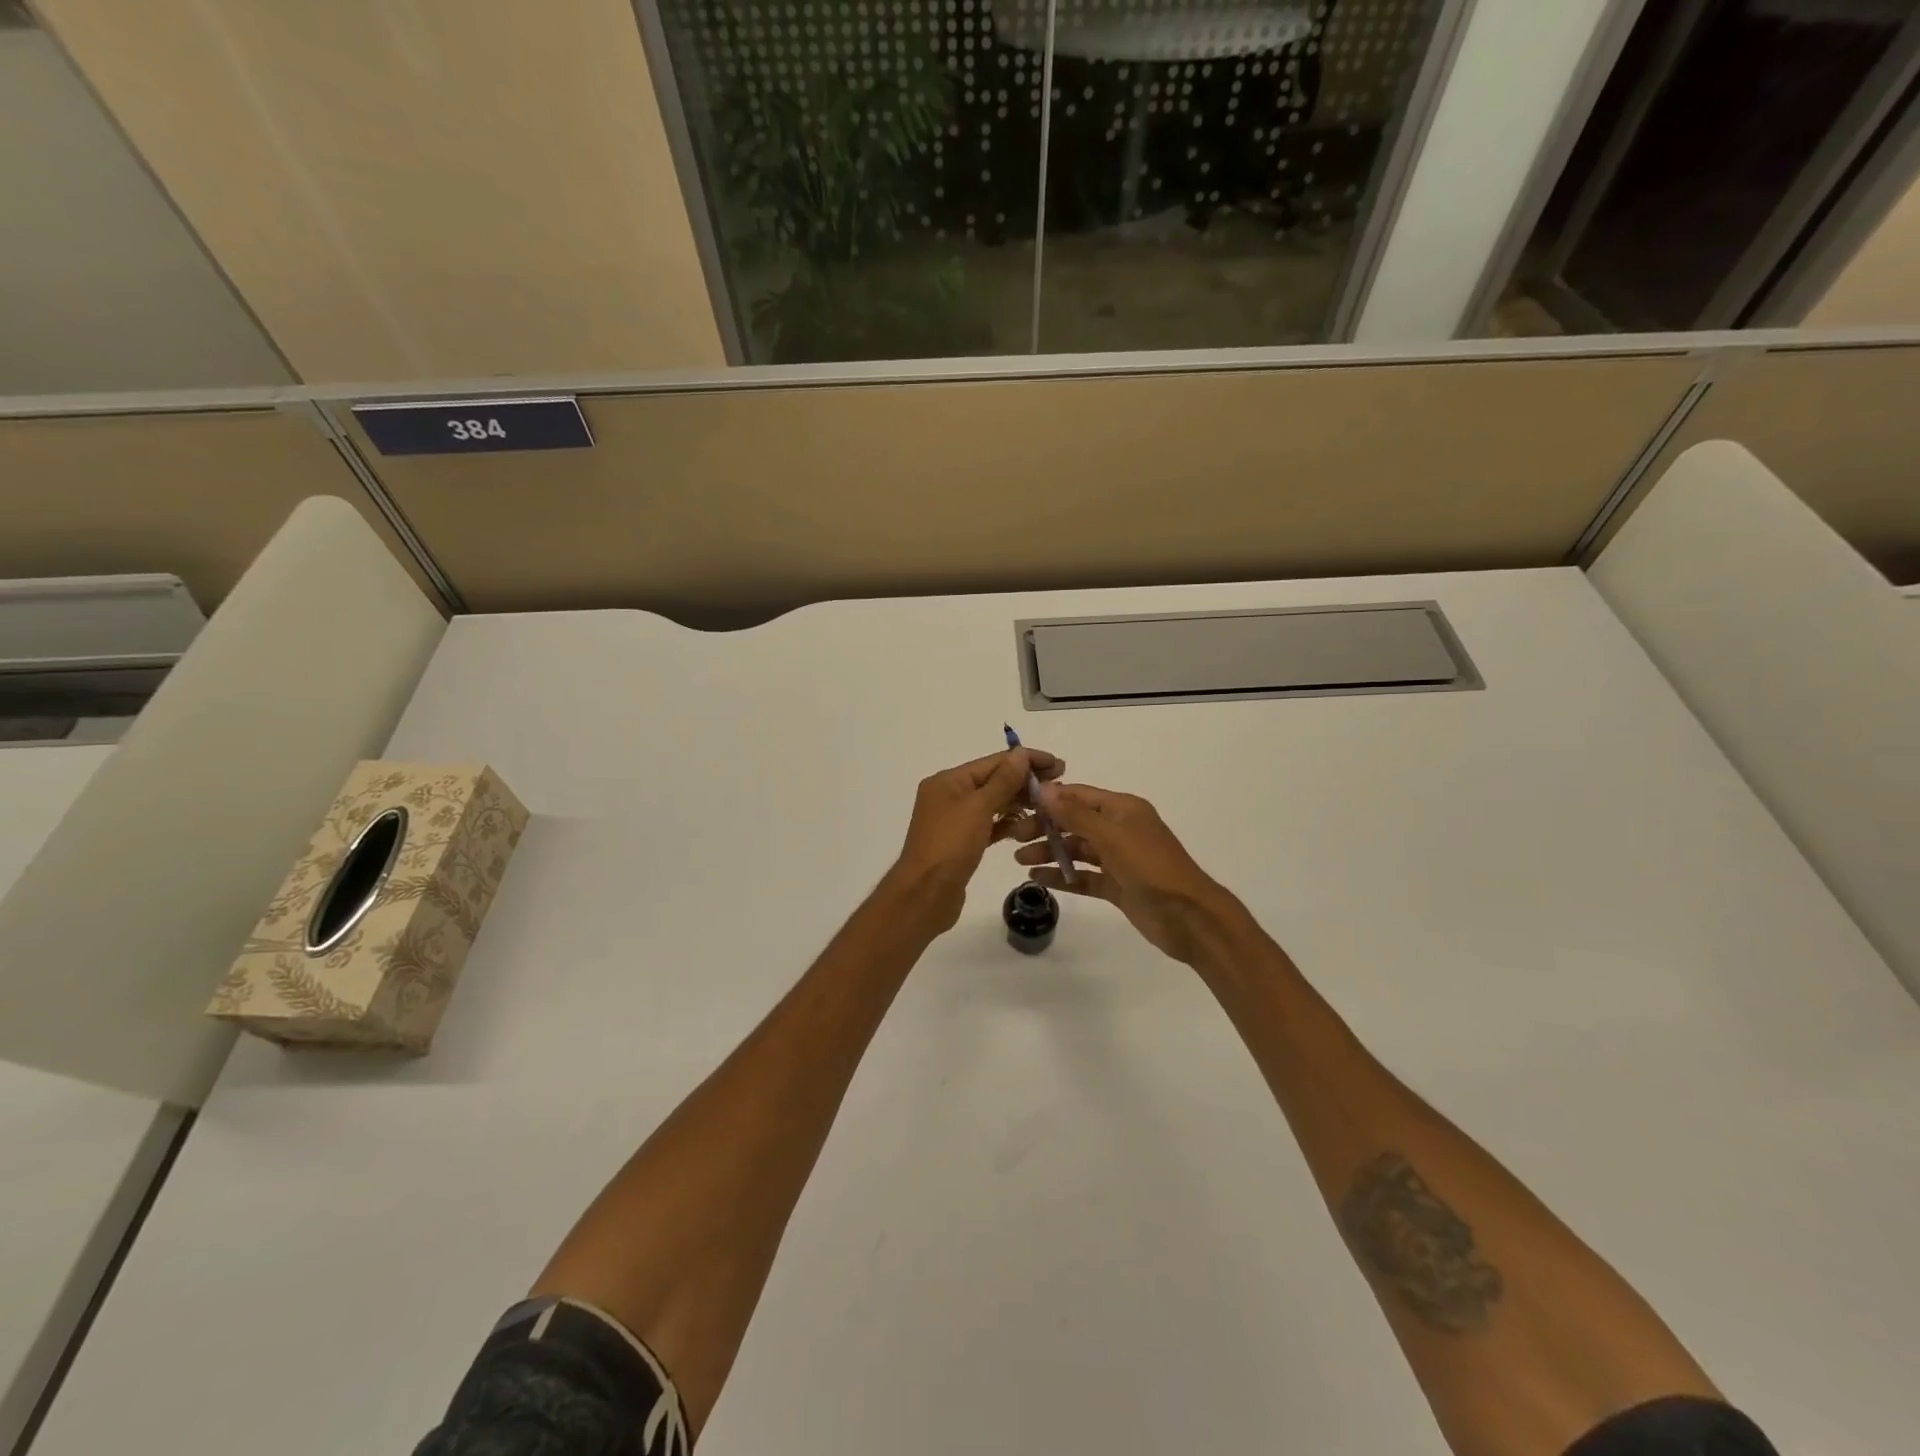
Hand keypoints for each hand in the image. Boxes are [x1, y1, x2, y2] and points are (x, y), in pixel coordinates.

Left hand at [883, 747, 1063, 933]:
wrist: (925, 895)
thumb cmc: (950, 845)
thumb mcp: (978, 807)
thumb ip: (1003, 781)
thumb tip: (1021, 753)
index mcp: (948, 781)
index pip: (993, 762)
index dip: (1026, 760)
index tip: (1058, 764)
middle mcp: (949, 795)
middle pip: (993, 781)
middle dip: (1025, 781)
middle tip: (1060, 785)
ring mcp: (955, 820)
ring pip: (993, 804)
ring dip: (1019, 802)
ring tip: (1049, 806)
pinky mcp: (962, 843)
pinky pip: (989, 825)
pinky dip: (1007, 824)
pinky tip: (1028, 826)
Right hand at [1016, 782, 1247, 965]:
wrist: (1189, 917)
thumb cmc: (1151, 868)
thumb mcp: (1112, 836)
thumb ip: (1076, 814)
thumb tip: (1044, 790)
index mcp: (1122, 809)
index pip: (1078, 796)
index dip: (1049, 799)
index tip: (1018, 805)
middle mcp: (1119, 829)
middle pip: (1074, 822)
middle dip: (1045, 828)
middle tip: (1014, 839)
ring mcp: (1118, 859)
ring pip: (1076, 850)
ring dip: (1049, 852)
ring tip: (1020, 861)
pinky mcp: (1117, 886)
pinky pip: (1083, 876)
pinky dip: (1062, 877)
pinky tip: (1038, 880)